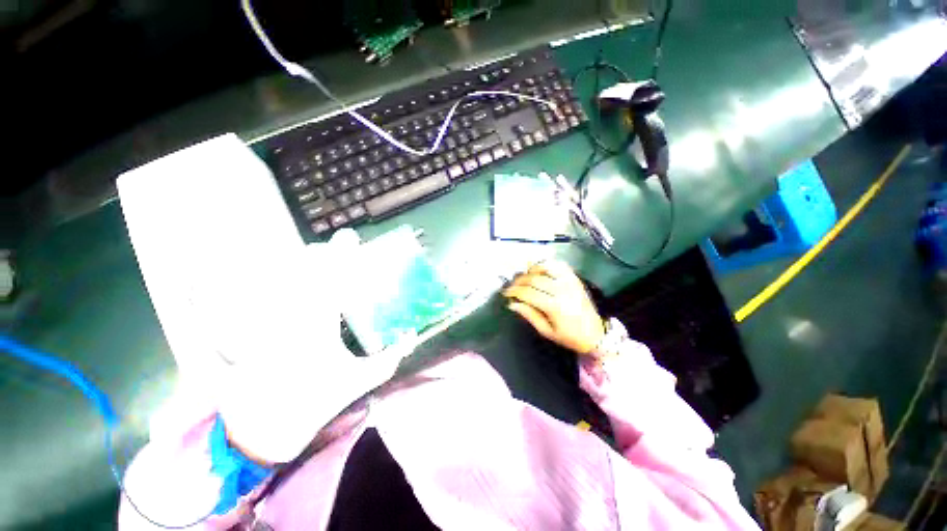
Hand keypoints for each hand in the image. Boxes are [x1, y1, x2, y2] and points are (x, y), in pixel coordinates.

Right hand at [502, 260, 604, 355]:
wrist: (596, 334)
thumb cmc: (569, 337)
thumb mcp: (546, 331)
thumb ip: (529, 315)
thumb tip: (513, 304)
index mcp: (554, 306)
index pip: (528, 293)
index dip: (514, 291)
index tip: (505, 293)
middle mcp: (562, 290)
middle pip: (534, 279)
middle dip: (519, 281)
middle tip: (512, 286)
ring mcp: (570, 282)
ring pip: (546, 267)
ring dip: (532, 270)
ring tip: (525, 277)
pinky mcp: (575, 279)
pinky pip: (559, 265)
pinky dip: (547, 264)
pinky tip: (540, 269)